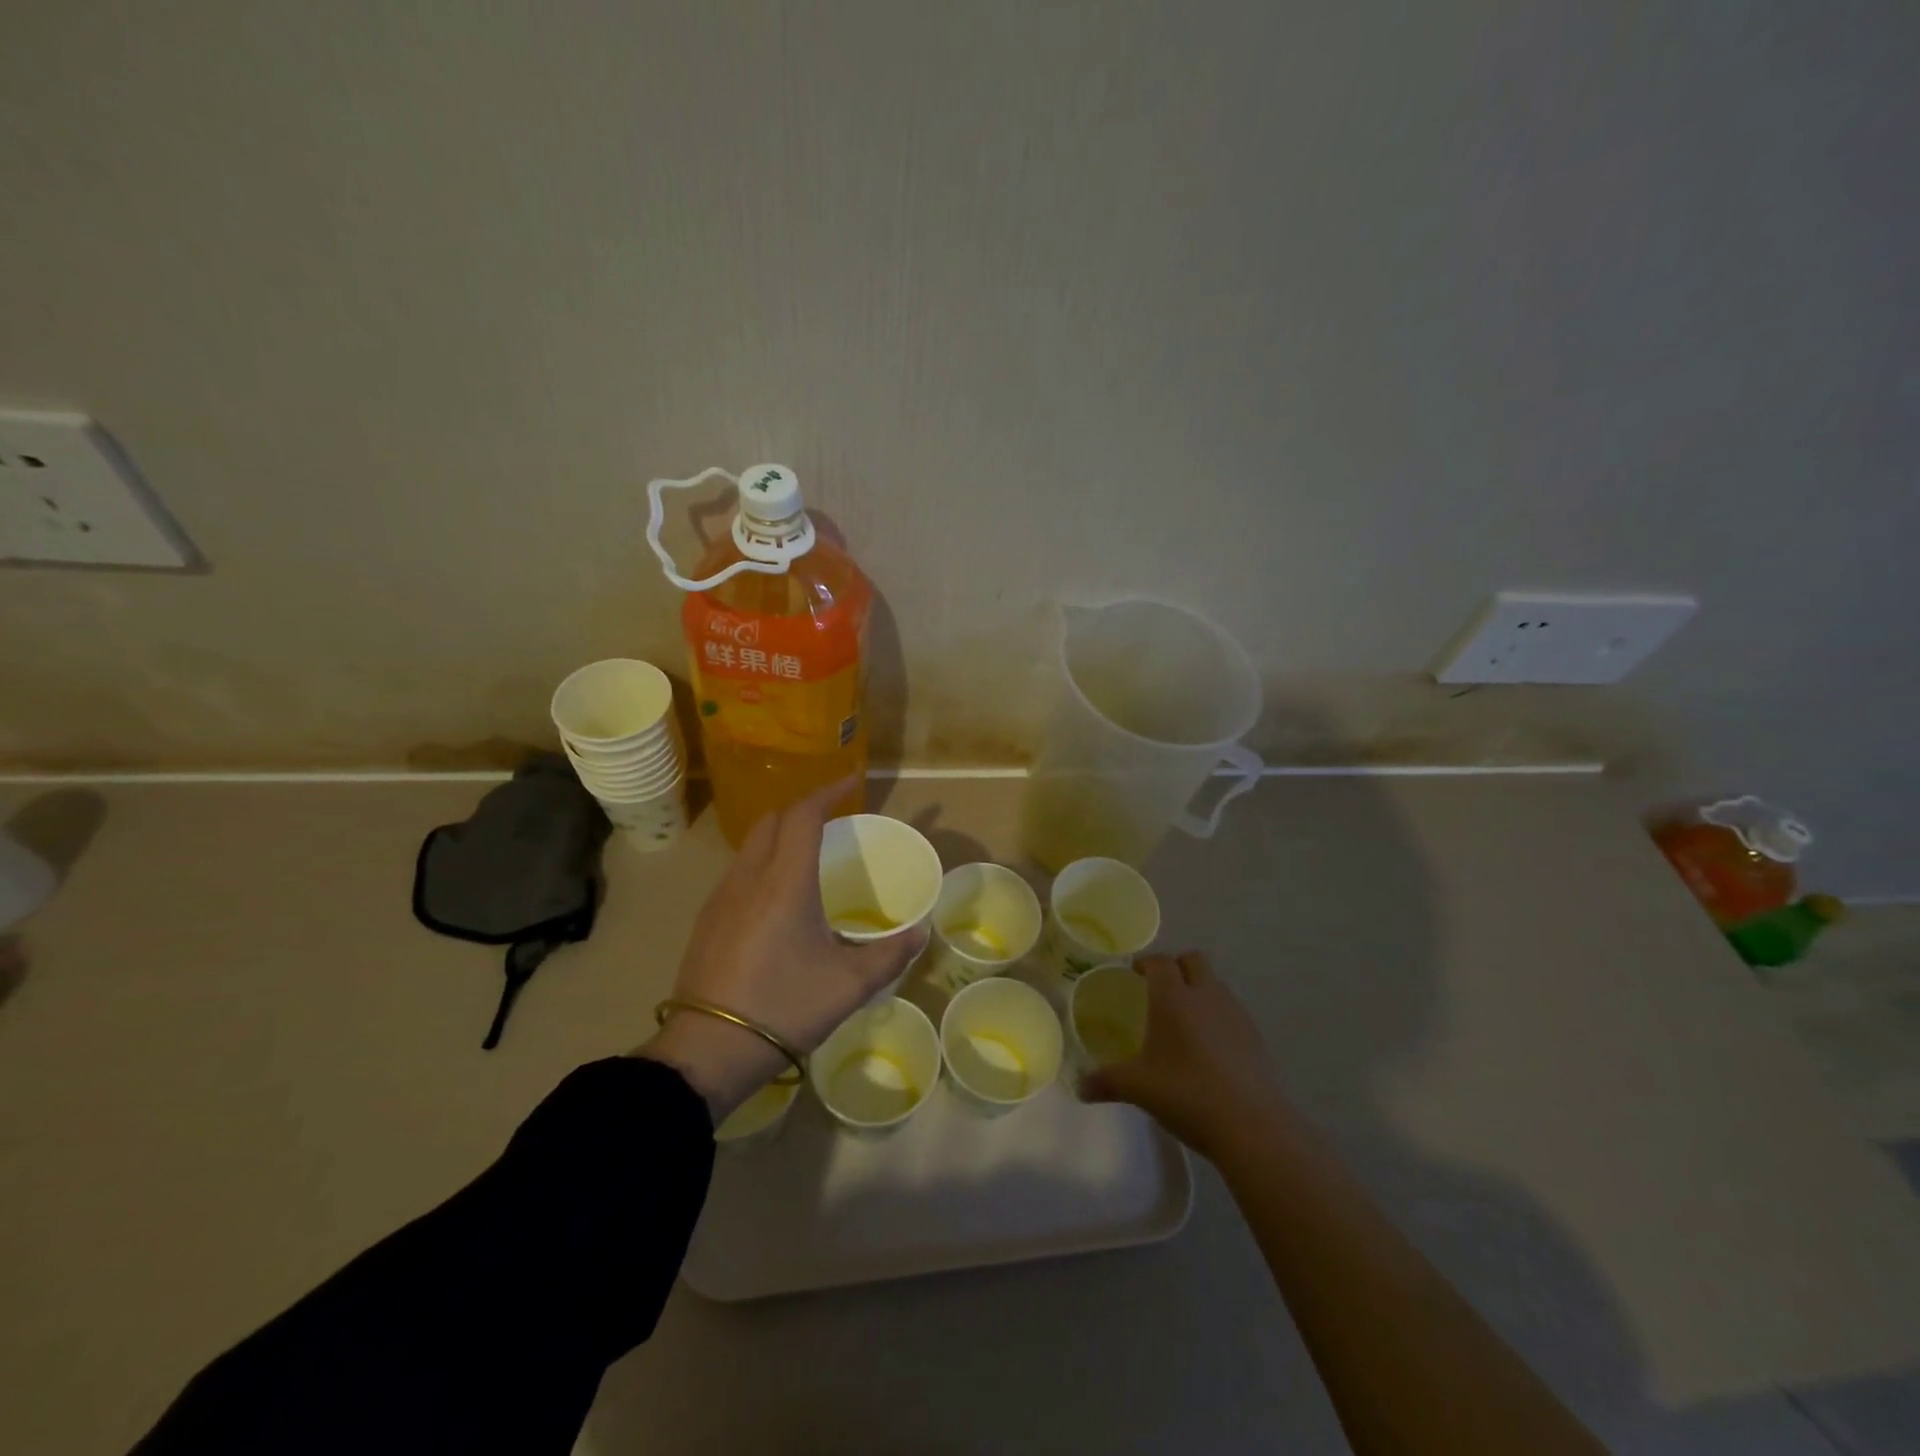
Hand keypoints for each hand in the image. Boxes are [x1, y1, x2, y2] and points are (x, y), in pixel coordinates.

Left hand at [635, 777, 929, 1122]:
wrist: (709, 1050)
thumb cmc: (785, 1007)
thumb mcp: (849, 985)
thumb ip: (890, 955)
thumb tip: (921, 934)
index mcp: (785, 881)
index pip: (803, 814)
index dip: (828, 791)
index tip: (852, 782)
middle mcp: (749, 877)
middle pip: (772, 820)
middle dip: (803, 809)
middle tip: (833, 820)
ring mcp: (721, 898)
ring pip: (751, 845)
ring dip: (780, 836)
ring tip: (808, 855)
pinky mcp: (707, 920)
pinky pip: (738, 871)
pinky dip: (763, 862)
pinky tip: (776, 896)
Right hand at [1080, 951, 1293, 1161]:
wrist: (1253, 1126)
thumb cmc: (1188, 1094)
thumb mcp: (1139, 1089)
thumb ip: (1107, 1083)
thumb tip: (1080, 1087)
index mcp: (1174, 998)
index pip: (1160, 962)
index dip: (1146, 963)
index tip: (1135, 973)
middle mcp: (1206, 995)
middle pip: (1194, 960)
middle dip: (1176, 967)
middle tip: (1159, 990)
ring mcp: (1236, 1014)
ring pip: (1215, 984)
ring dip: (1200, 991)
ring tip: (1184, 1022)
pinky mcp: (1256, 1037)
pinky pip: (1232, 1012)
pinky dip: (1218, 1018)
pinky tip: (1209, 1050)